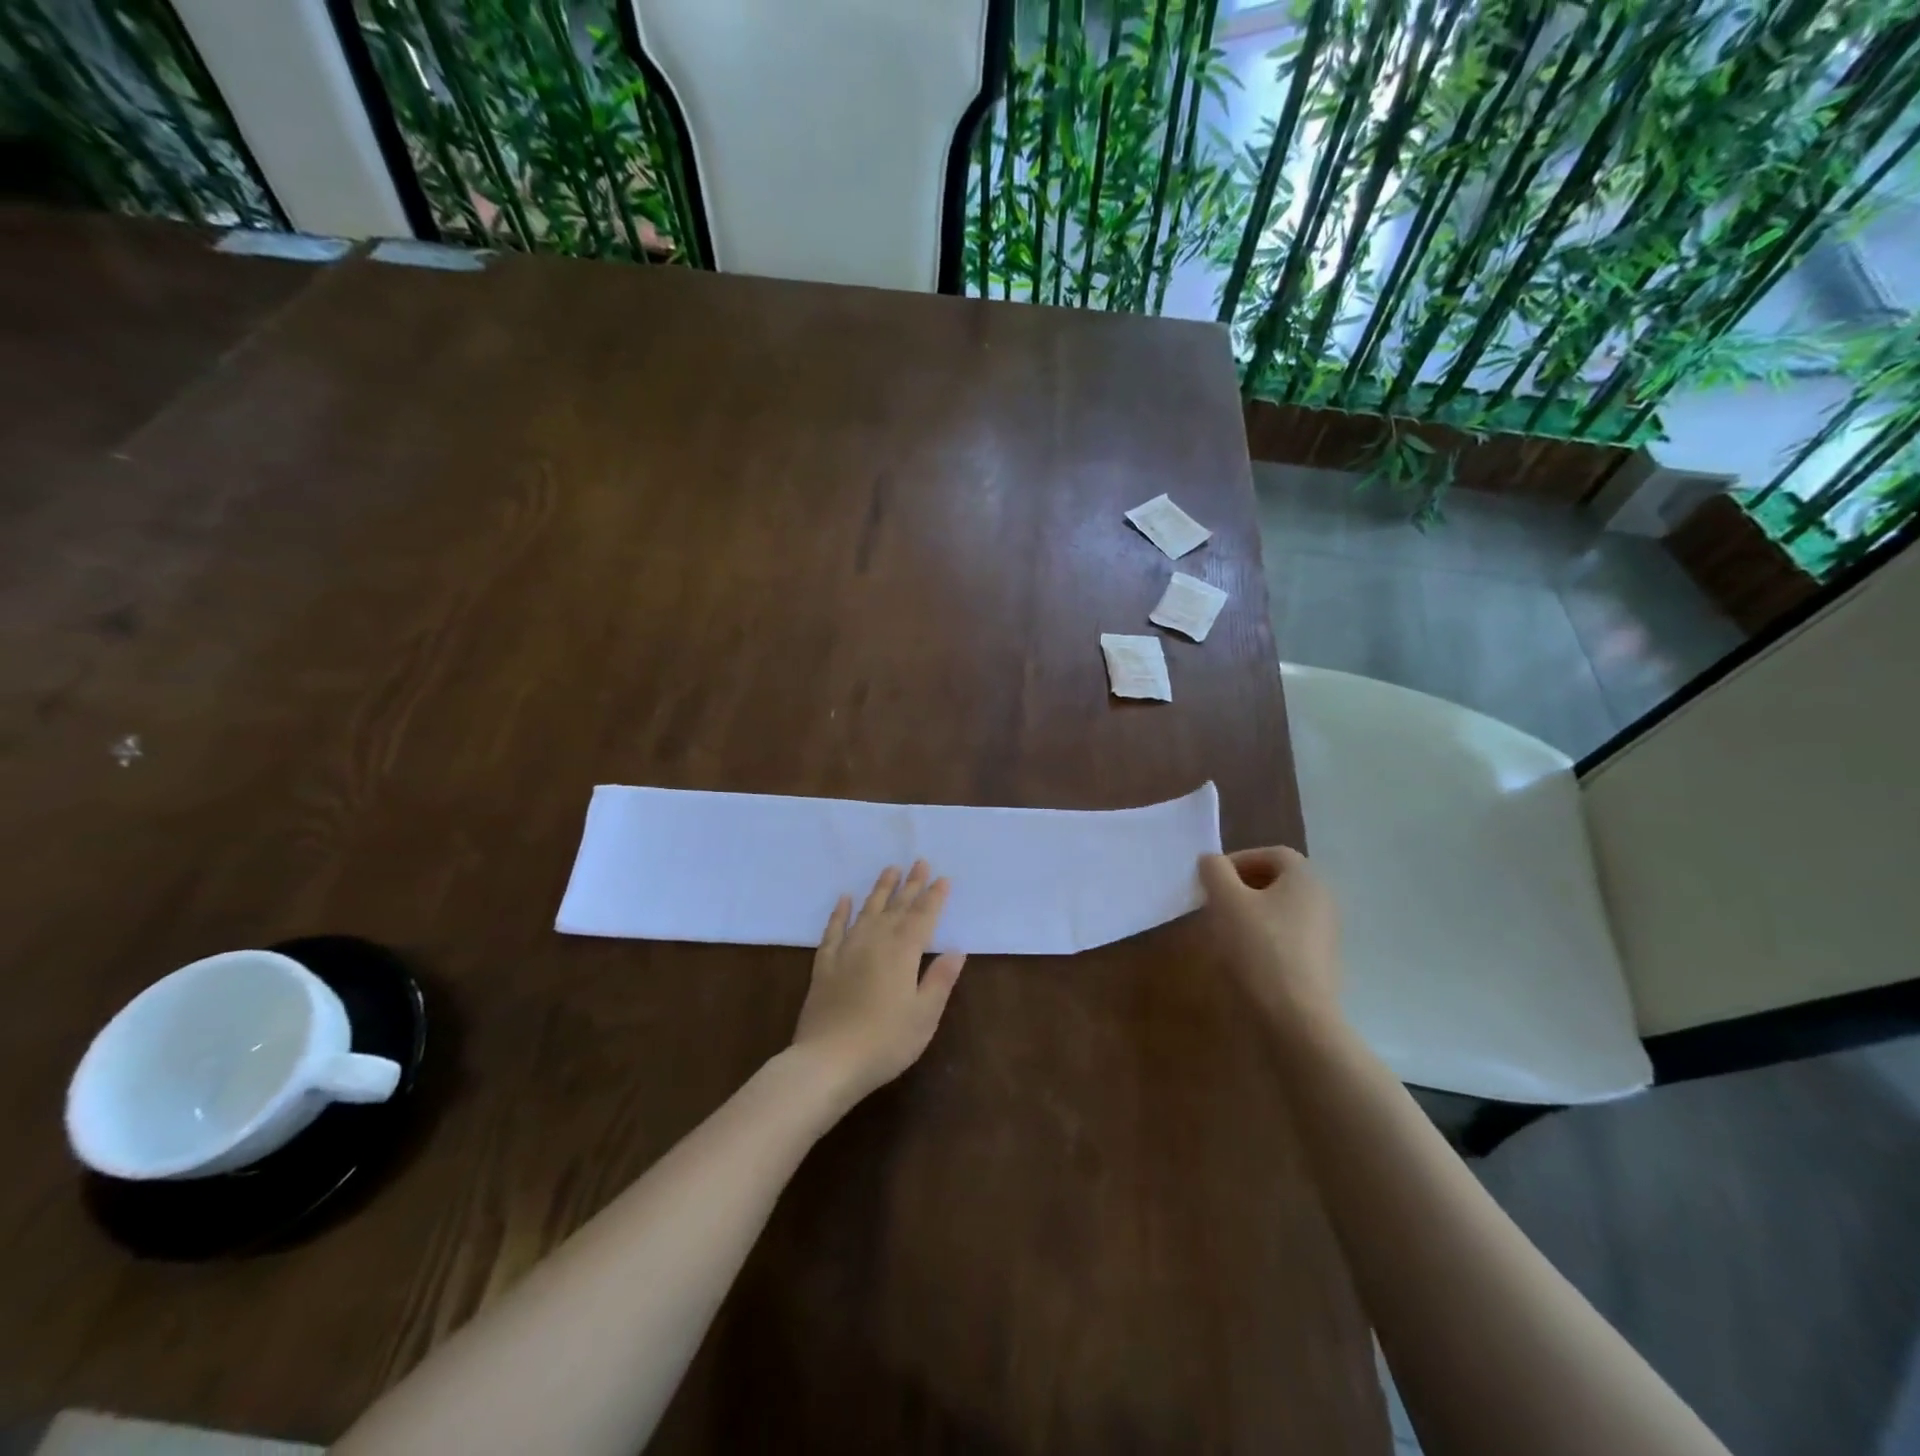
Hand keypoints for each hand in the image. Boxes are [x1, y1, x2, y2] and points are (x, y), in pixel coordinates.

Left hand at [791, 862, 965, 1103]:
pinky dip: (840, 912)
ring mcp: (846, 950)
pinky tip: (844, 899)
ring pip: (867, 911)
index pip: (923, 916)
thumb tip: (956, 950)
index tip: (943, 878)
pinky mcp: (824, 965)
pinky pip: (833, 929)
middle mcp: (875, 941)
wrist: (827, 1061)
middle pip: (897, 907)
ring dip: (880, 890)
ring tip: (889, 869)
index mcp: (903, 952)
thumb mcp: (924, 1015)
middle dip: (910, 884)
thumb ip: (940, 979)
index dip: (934, 897)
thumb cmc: (885, 1041)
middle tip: (919, 862)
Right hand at [1198, 847, 1340, 1028]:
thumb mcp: (1226, 901)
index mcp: (1306, 879)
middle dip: (1243, 886)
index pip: (1272, 854)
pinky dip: (1265, 937)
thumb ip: (1215, 872)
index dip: (1239, 860)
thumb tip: (1211, 861)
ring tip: (1224, 930)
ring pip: (1282, 910)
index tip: (1212, 879)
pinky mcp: (1321, 963)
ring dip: (1252, 912)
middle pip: (1279, 881)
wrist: (1296, 1016)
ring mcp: (1326, 934)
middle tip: (1215, 902)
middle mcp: (1323, 900)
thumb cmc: (1260, 947)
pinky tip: (1245, 956)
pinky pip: (1289, 936)